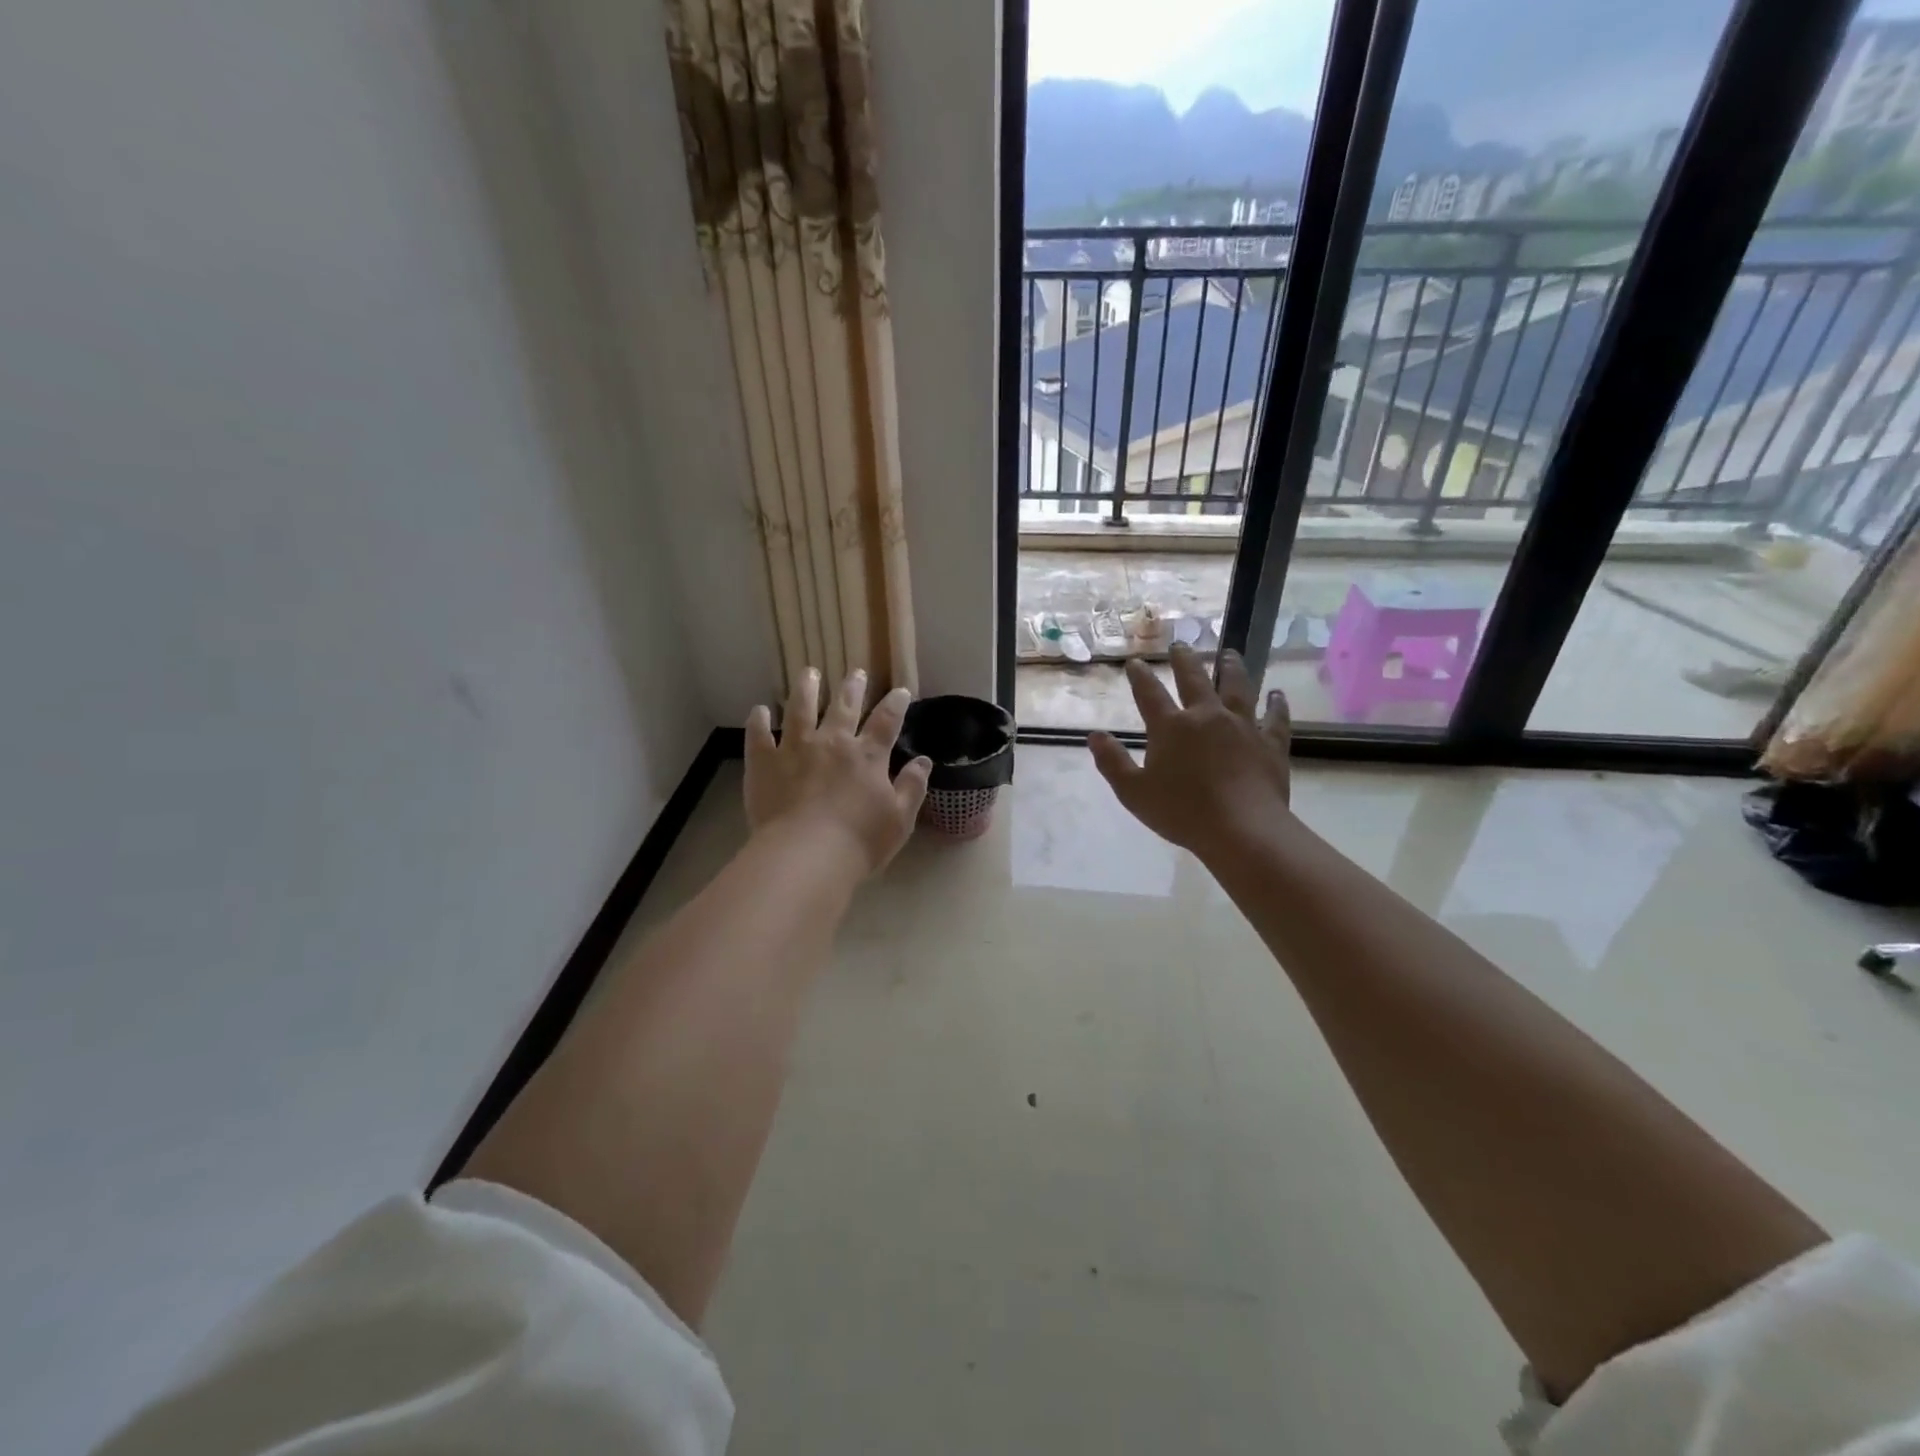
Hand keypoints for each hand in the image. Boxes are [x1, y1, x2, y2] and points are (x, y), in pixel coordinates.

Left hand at [744, 668, 931, 875]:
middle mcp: (832, 743)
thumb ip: (912, 787)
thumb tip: (924, 761)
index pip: (886, 722)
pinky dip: (758, 722)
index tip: (899, 691)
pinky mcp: (764, 763)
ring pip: (800, 710)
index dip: (895, 704)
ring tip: (808, 673)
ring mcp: (795, 749)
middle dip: (852, 688)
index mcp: (867, 757)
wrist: (806, 856)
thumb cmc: (859, 842)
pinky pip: (758, 736)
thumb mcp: (899, 820)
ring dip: (806, 689)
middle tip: (855, 672)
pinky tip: (758, 711)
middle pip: (844, 707)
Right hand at [1089, 645, 1292, 856]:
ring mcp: (1242, 727)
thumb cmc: (1182, 812)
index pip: (1150, 694)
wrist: (1241, 829)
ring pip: (1238, 688)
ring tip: (1230, 654)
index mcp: (1171, 727)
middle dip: (1184, 660)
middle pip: (1195, 679)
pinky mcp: (1270, 744)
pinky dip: (1276, 705)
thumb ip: (1113, 762)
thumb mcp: (1133, 792)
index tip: (1135, 662)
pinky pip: (1275, 718)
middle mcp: (1207, 716)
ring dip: (1232, 668)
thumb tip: (1095, 735)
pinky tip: (1277, 695)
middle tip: (1181, 645)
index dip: (1140, 677)